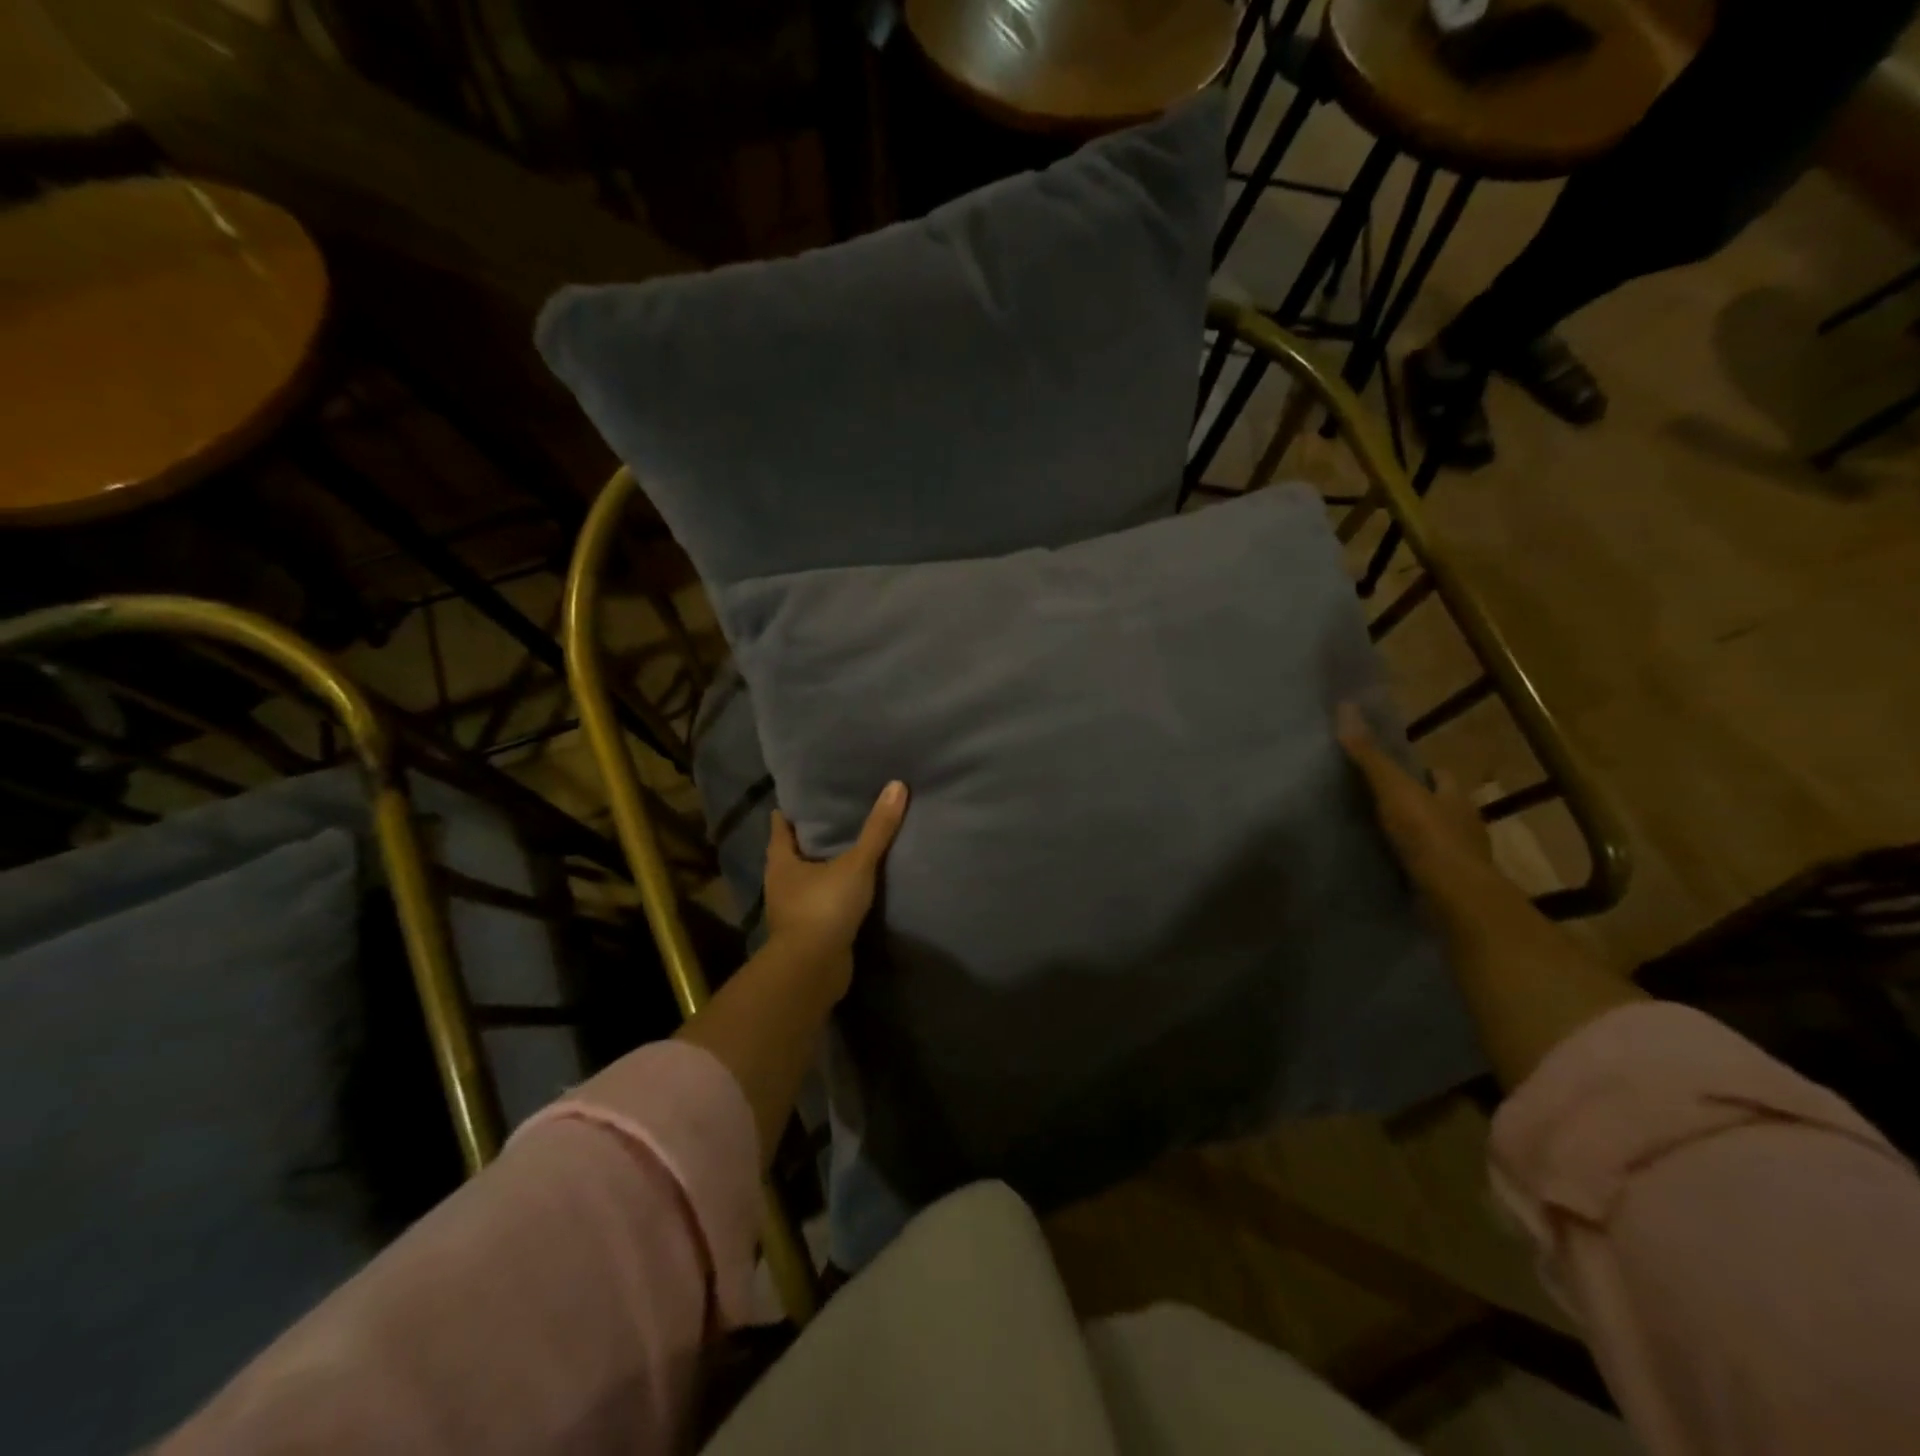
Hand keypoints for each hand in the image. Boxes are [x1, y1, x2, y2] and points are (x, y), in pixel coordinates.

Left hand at [764, 781, 909, 988]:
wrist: (813, 970)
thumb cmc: (824, 908)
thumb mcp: (856, 865)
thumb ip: (877, 829)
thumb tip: (897, 785)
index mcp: (781, 862)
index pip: (782, 826)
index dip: (794, 809)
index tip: (810, 794)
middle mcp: (780, 883)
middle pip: (792, 851)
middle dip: (811, 836)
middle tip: (837, 814)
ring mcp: (792, 910)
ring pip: (806, 879)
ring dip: (823, 866)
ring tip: (849, 847)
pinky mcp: (807, 931)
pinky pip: (820, 902)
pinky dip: (832, 892)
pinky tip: (852, 886)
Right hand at [1337, 702, 1491, 896]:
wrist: (1453, 897)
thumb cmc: (1427, 835)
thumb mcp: (1393, 789)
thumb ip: (1370, 755)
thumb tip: (1346, 707)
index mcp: (1455, 796)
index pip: (1441, 775)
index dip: (1420, 771)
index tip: (1394, 771)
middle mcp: (1464, 824)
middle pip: (1439, 805)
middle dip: (1417, 804)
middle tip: (1379, 803)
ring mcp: (1460, 858)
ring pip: (1436, 838)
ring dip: (1415, 837)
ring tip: (1378, 836)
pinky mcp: (1450, 886)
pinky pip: (1428, 868)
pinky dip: (1412, 865)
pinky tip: (1389, 866)